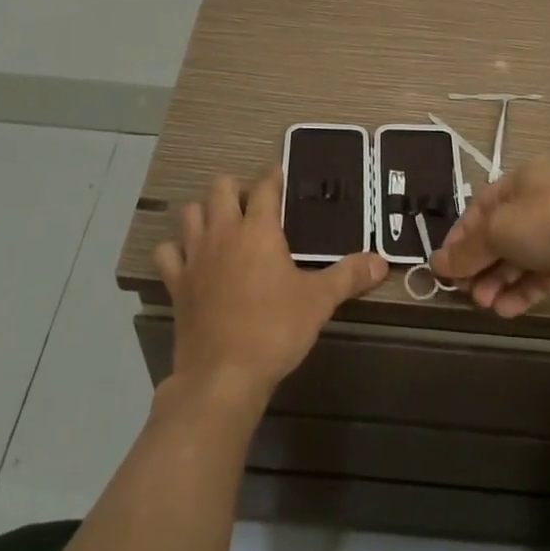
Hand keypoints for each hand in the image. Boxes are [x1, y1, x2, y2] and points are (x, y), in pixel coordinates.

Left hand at [156, 167, 389, 410]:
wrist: (223, 375)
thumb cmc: (275, 330)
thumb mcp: (319, 301)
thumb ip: (349, 275)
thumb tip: (382, 261)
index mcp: (258, 230)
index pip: (264, 187)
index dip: (273, 176)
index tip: (280, 175)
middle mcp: (223, 233)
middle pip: (220, 188)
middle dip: (235, 187)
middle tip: (252, 204)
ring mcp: (194, 256)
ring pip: (189, 213)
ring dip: (203, 212)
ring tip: (221, 225)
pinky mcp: (176, 283)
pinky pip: (167, 253)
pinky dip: (176, 250)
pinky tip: (189, 259)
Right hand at [430, 159, 549, 317]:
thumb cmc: (545, 224)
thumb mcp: (495, 232)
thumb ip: (465, 252)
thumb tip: (436, 265)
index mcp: (523, 179)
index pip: (480, 208)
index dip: (460, 238)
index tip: (445, 266)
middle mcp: (542, 199)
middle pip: (500, 234)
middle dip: (481, 266)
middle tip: (466, 292)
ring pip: (520, 257)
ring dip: (499, 282)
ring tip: (486, 305)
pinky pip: (541, 273)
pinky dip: (522, 290)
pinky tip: (506, 310)